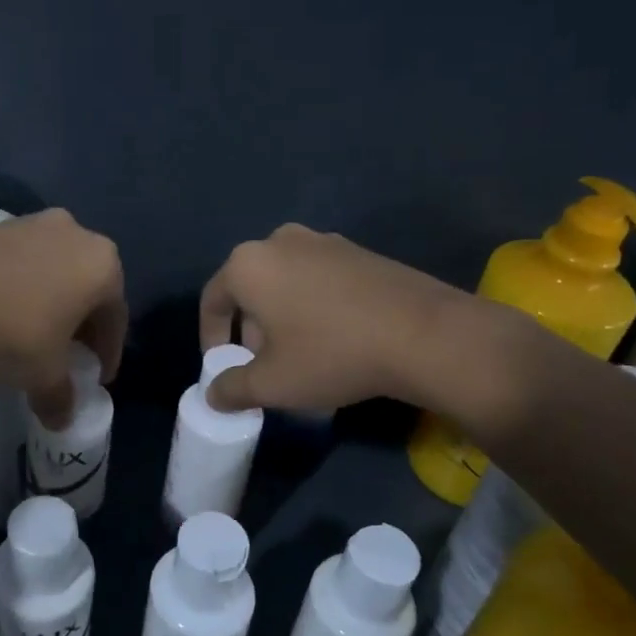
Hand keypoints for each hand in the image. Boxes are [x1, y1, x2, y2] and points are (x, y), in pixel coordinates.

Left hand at [0, 209, 125, 427]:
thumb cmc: (12, 331)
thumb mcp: (43, 375)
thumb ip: (60, 397)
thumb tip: (62, 420)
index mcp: (102, 265)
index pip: (115, 316)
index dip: (108, 352)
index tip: (98, 377)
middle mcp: (74, 233)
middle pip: (86, 287)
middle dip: (80, 323)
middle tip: (69, 355)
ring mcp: (31, 223)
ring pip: (52, 270)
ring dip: (49, 302)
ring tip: (32, 334)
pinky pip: (19, 262)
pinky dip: (19, 288)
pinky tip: (0, 313)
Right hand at [200, 224, 533, 424]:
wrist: (424, 334)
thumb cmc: (331, 354)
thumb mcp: (272, 383)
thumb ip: (231, 388)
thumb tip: (213, 394)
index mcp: (248, 264)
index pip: (212, 300)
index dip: (210, 338)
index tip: (222, 367)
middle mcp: (279, 241)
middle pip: (249, 288)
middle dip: (248, 329)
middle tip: (261, 366)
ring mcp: (323, 241)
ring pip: (284, 282)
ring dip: (280, 318)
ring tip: (298, 355)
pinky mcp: (358, 251)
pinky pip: (317, 278)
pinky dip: (311, 305)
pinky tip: (333, 338)